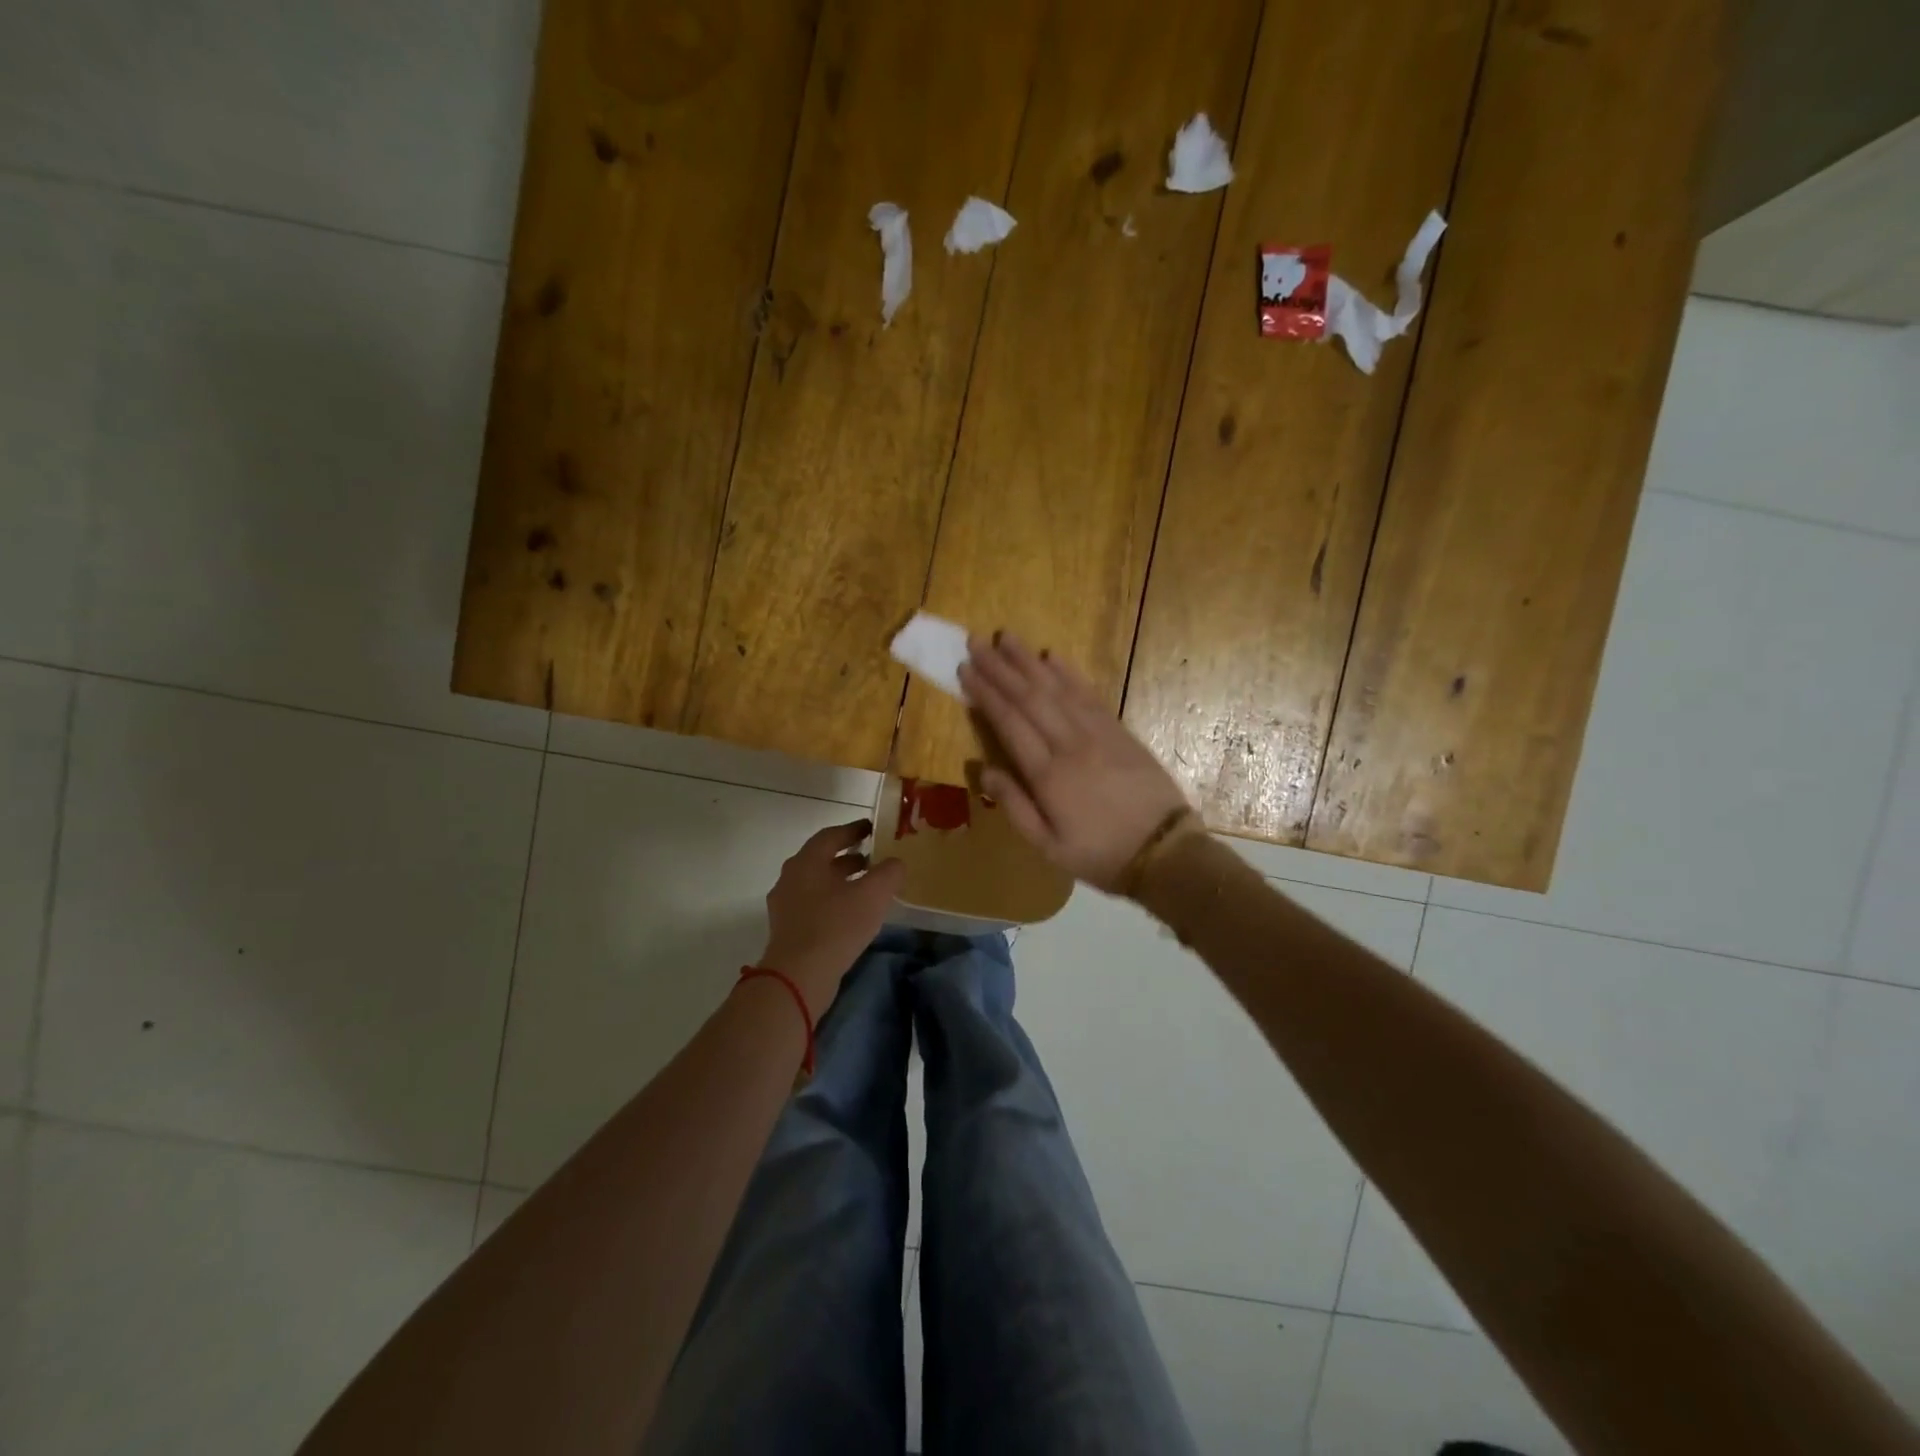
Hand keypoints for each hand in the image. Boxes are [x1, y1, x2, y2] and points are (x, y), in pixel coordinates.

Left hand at [760, 820, 905, 1011]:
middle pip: (822, 859)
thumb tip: (895, 863)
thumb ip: (889, 872)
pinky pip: (813, 905)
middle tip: (874, 859)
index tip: (872, 828)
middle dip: (849, 857)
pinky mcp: (787, 929)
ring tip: (868, 888)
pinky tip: (853, 915)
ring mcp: (785, 905)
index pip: (831, 836)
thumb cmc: (836, 926)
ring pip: (817, 883)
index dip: (853, 830)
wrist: (799, 976)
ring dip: (842, 881)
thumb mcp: (873, 894)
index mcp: (807, 861)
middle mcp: (791, 877)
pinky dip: (834, 901)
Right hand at [958, 633, 1192, 890]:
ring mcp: (1098, 734)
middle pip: (1030, 697)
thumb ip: (1014, 806)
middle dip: (1000, 668)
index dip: (986, 694)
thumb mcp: (1048, 847)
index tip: (966, 670)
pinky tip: (1053, 657)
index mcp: (1048, 774)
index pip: (1009, 722)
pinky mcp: (1120, 731)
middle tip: (976, 642)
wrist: (1165, 853)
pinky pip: (1089, 694)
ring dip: (1029, 661)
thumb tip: (983, 770)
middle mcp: (1070, 744)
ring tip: (1007, 637)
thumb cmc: (1101, 855)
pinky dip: (1069, 673)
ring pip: (1058, 688)